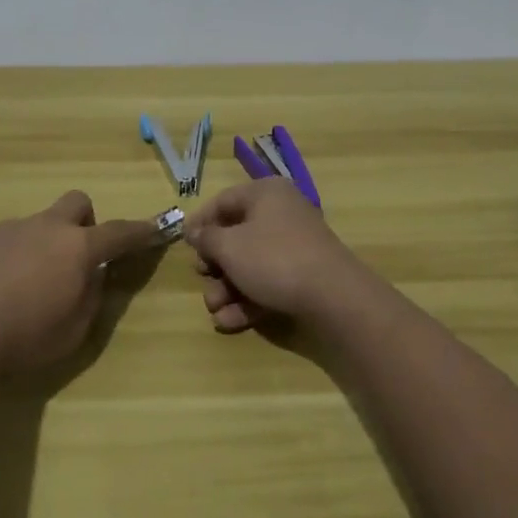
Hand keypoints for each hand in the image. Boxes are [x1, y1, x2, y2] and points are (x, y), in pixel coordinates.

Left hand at [0, 191, 155, 374]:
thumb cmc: (23, 338)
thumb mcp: (73, 331)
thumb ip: (91, 297)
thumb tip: (93, 276)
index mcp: (77, 249)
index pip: (119, 232)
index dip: (140, 231)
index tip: (155, 227)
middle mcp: (46, 227)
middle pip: (77, 203)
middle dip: (84, 222)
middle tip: (75, 256)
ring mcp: (9, 227)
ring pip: (37, 224)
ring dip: (41, 245)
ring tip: (22, 286)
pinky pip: (4, 238)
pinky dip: (8, 256)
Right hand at [185, 178, 369, 332]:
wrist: (334, 297)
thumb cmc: (274, 259)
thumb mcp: (230, 247)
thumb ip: (208, 239)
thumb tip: (196, 232)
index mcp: (265, 194)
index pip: (223, 201)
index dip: (201, 222)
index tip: (183, 244)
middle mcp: (281, 214)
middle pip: (236, 235)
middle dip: (215, 264)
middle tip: (202, 279)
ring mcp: (295, 246)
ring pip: (251, 264)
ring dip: (228, 288)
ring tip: (215, 310)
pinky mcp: (304, 276)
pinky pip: (268, 283)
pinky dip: (248, 301)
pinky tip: (229, 322)